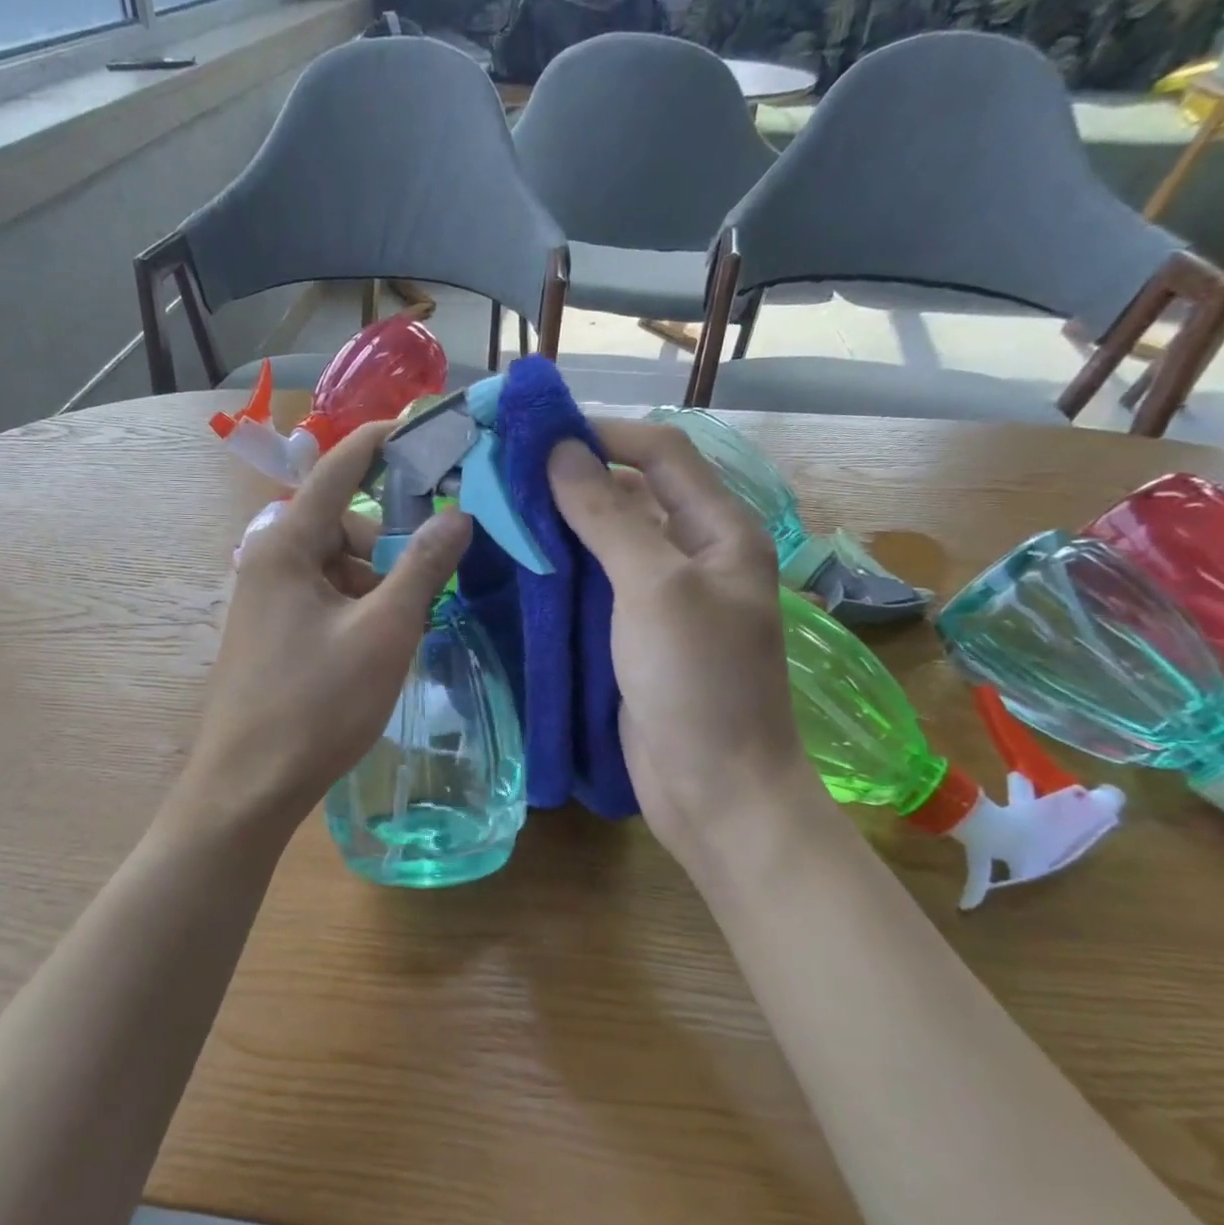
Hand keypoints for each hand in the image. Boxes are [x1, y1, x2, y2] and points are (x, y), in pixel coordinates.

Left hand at [182, 423, 471, 833]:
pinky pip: (325, 597)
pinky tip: (378, 647)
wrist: (249, 786)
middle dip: (390, 542)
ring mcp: (267, 598)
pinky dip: (358, 608)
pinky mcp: (273, 631)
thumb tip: (458, 515)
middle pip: (343, 523)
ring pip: (338, 566)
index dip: (381, 441)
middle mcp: (269, 559)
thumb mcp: (384, 631)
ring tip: (405, 629)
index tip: (424, 425)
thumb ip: (423, 567)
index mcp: (285, 544)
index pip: (338, 469)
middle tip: (433, 578)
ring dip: (378, 583)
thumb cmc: (316, 704)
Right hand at [548, 419, 821, 866]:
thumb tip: (560, 452)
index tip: (539, 434)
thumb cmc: (697, 683)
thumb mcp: (655, 588)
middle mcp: (695, 555)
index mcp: (721, 531)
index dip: (606, 434)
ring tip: (501, 513)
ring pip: (608, 542)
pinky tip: (519, 566)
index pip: (663, 454)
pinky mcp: (635, 636)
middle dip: (575, 479)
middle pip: (633, 495)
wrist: (715, 790)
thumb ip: (608, 517)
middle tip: (506, 475)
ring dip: (562, 525)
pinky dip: (562, 572)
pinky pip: (596, 588)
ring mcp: (664, 599)